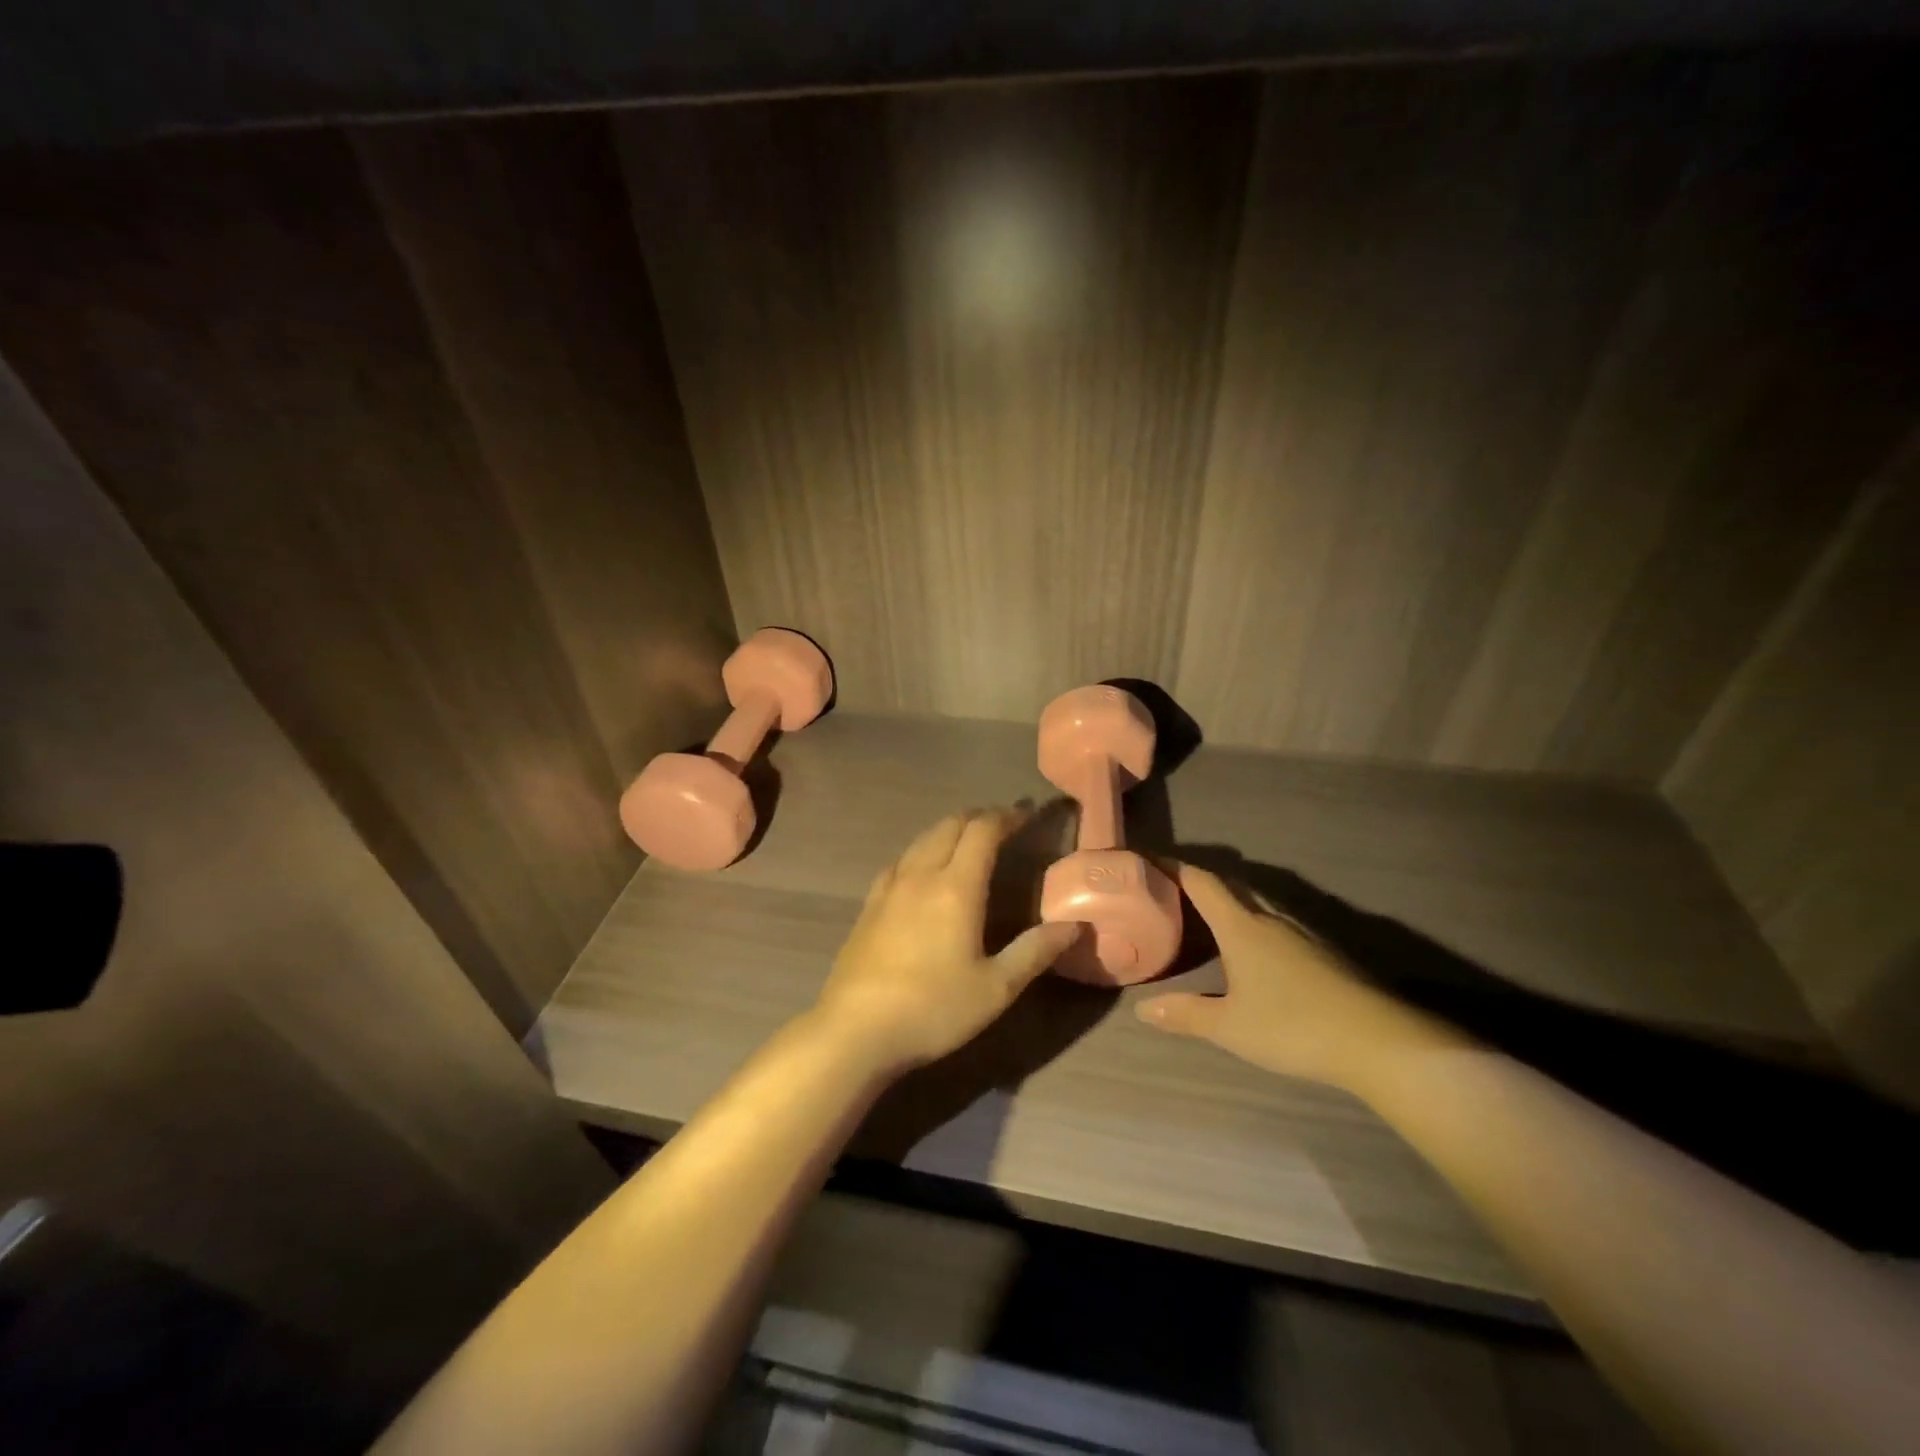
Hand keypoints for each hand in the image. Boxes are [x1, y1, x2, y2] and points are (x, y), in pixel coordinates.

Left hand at [811, 808, 1082, 1077]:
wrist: (855, 1030)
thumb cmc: (933, 1009)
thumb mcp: (996, 988)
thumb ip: (1035, 951)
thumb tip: (1074, 925)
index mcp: (956, 887)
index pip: (983, 831)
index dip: (1006, 817)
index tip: (1026, 816)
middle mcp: (921, 875)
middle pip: (949, 826)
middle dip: (978, 818)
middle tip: (1001, 825)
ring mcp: (889, 887)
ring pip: (921, 840)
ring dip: (948, 830)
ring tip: (966, 841)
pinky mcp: (868, 905)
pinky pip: (899, 861)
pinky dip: (920, 851)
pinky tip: (921, 870)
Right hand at [1134, 863, 1467, 1094]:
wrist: (1380, 1041)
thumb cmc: (1294, 1026)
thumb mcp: (1231, 1027)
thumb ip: (1186, 1014)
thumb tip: (1142, 1009)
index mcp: (1242, 926)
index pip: (1202, 882)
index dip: (1174, 868)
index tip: (1148, 862)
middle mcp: (1270, 918)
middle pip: (1231, 885)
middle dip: (1200, 882)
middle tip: (1171, 890)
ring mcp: (1302, 932)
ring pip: (1257, 902)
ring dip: (1230, 900)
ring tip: (1207, 915)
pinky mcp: (1324, 950)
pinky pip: (1277, 920)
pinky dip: (1254, 921)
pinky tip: (1254, 947)